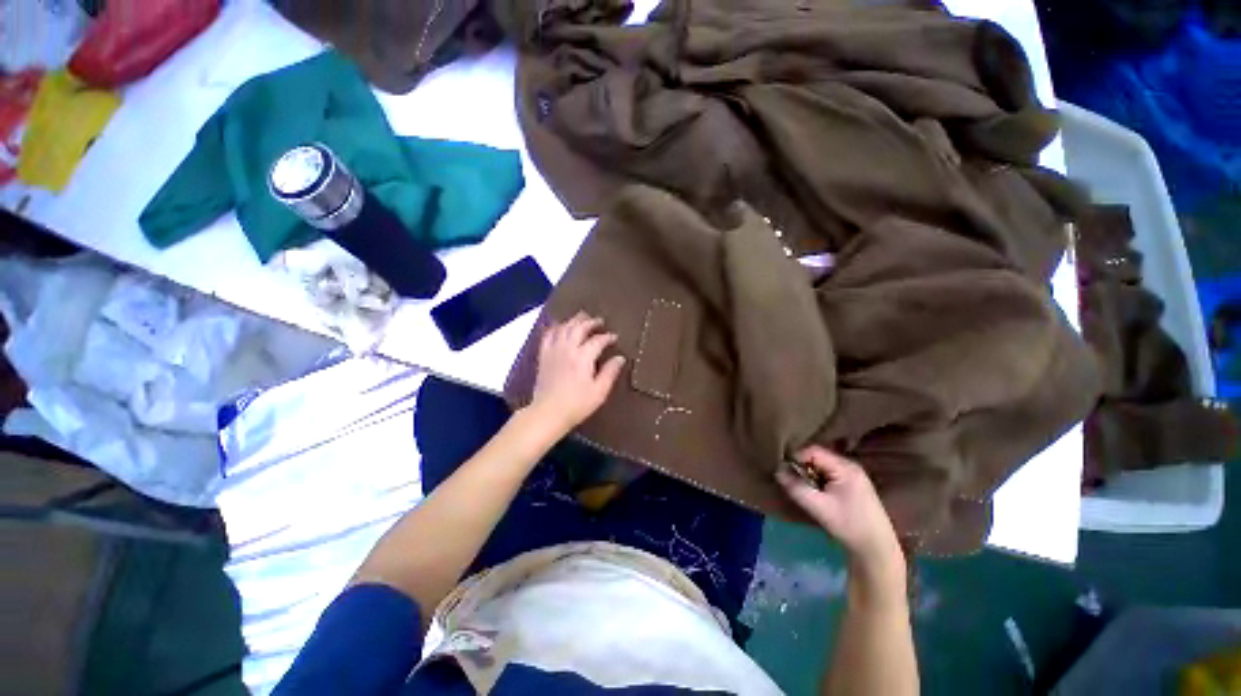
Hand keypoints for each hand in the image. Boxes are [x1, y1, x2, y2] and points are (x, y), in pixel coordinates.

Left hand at [528, 312, 626, 436]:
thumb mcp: (599, 392)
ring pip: (563, 328)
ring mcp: (553, 351)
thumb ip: (610, 373)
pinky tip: (558, 326)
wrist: (548, 413)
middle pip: (579, 328)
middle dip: (590, 322)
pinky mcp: (543, 356)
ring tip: (581, 318)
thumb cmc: (577, 404)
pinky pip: (547, 335)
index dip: (607, 337)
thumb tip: (620, 358)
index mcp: (583, 357)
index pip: (597, 340)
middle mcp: (568, 349)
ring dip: (573, 321)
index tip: (614, 337)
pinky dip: (554, 328)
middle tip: (599, 321)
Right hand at [777, 446, 904, 582]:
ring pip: (821, 465)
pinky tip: (815, 492)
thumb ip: (796, 487)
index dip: (796, 458)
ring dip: (809, 474)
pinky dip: (818, 479)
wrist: (876, 549)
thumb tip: (777, 471)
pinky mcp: (852, 484)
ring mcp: (853, 474)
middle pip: (817, 456)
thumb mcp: (818, 507)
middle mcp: (849, 465)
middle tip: (792, 480)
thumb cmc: (848, 526)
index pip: (813, 451)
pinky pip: (828, 473)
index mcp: (845, 467)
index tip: (784, 470)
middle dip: (802, 466)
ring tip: (802, 487)